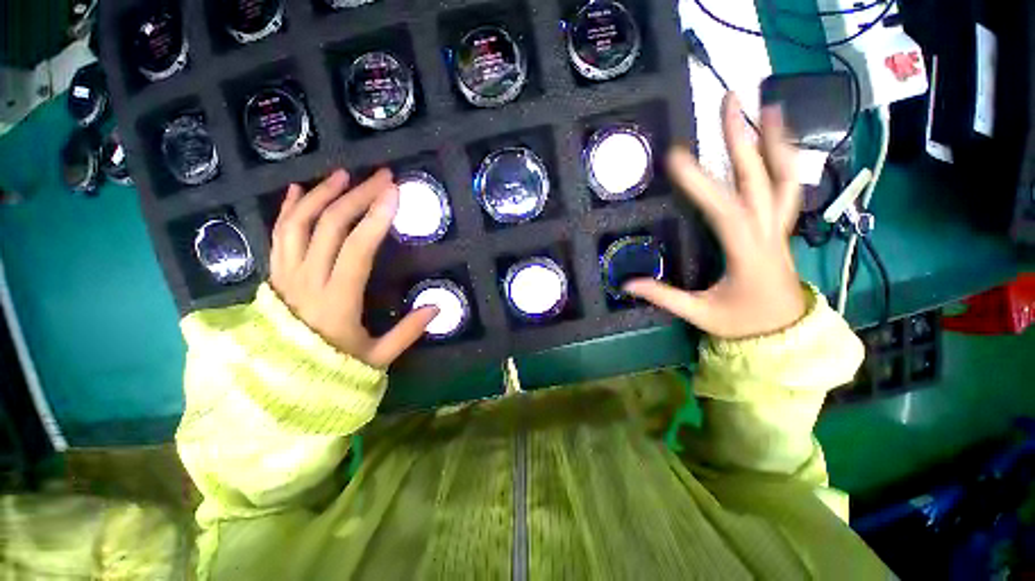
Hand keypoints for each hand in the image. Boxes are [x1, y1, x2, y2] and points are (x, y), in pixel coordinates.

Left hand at [269, 168, 436, 367]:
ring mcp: (286, 274)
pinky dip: (288, 209)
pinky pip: (277, 234)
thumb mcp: (377, 357)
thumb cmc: (332, 369)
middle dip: (358, 196)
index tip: (395, 193)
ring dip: (322, 194)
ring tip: (343, 175)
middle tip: (381, 177)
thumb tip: (438, 306)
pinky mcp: (275, 274)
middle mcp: (307, 280)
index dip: (377, 217)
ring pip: (299, 223)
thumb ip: (408, 332)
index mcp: (337, 301)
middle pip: (330, 225)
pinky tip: (298, 190)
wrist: (281, 383)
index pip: (357, 248)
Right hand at [625, 93, 805, 338]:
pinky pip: (789, 189)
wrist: (786, 333)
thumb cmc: (743, 324)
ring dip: (776, 141)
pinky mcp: (780, 229)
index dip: (700, 183)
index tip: (676, 157)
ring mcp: (779, 229)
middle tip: (731, 102)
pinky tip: (777, 143)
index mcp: (746, 254)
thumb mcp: (700, 314)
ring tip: (768, 107)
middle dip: (743, 139)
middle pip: (760, 180)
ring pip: (786, 179)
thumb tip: (627, 283)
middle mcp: (768, 234)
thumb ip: (663, 296)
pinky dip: (786, 161)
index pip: (724, 211)